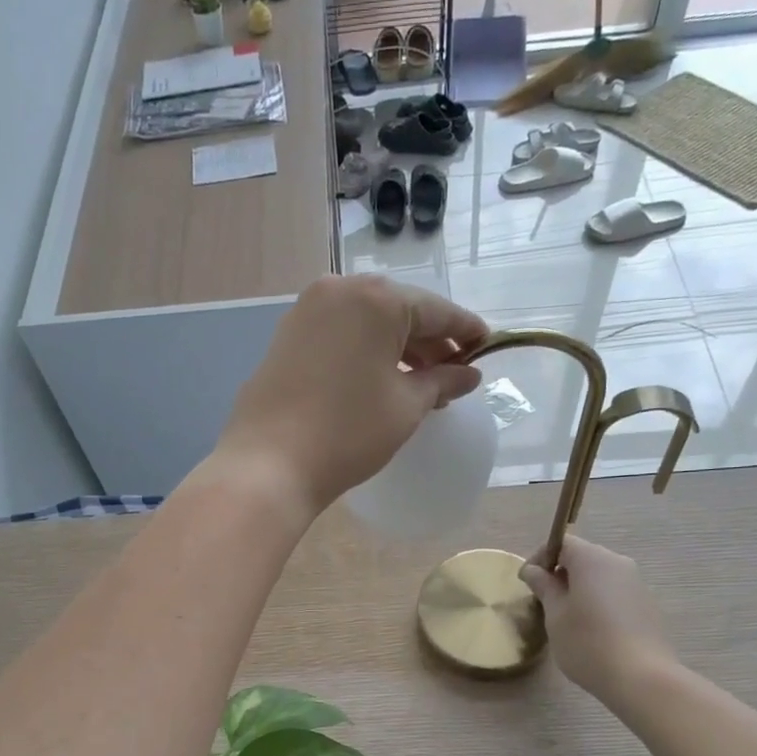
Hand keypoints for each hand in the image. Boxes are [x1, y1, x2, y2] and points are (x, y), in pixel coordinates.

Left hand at [214, 275, 487, 511]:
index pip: (436, 310)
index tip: (487, 347)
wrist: (269, 464)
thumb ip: (442, 381)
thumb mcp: (406, 406)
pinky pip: (340, 334)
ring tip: (420, 383)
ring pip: (367, 322)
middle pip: (399, 311)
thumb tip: (468, 374)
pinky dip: (365, 351)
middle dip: (430, 341)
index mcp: (376, 299)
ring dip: (397, 348)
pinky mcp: (286, 336)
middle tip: (454, 373)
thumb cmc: (348, 432)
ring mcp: (306, 311)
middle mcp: (339, 290)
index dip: (465, 331)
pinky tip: (379, 380)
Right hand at [519, 536, 675, 697]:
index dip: (540, 558)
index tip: (527, 582)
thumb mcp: (555, 615)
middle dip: (560, 574)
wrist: (642, 678)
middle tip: (543, 601)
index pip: (562, 543)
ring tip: (565, 618)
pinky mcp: (647, 605)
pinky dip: (598, 601)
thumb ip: (544, 587)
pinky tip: (591, 630)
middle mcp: (618, 563)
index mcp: (593, 559)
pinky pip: (614, 593)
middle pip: (583, 558)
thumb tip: (533, 570)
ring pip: (600, 577)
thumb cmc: (588, 642)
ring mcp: (637, 584)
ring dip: (579, 589)